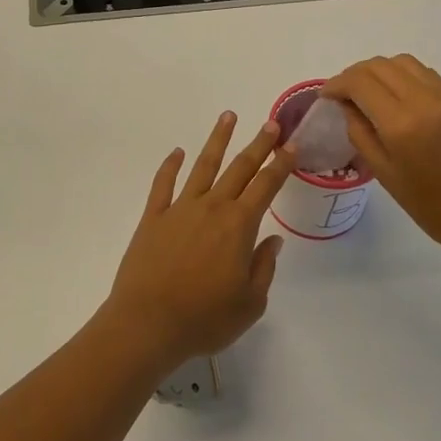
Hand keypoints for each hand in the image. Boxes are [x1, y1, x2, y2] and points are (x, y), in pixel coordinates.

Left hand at [103, 111, 295, 372]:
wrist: (147, 323)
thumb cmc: (204, 318)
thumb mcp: (250, 303)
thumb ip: (263, 267)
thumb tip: (272, 240)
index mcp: (239, 226)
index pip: (266, 186)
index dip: (281, 165)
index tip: (292, 146)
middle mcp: (211, 208)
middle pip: (239, 168)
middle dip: (258, 144)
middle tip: (271, 123)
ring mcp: (180, 209)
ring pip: (203, 166)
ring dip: (217, 140)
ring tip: (228, 116)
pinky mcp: (153, 217)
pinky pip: (163, 184)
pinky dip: (170, 166)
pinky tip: (177, 152)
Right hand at [323, 55, 440, 272]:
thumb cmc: (436, 210)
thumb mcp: (387, 177)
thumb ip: (361, 135)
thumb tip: (346, 107)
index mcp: (402, 124)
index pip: (360, 82)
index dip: (336, 84)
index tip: (324, 97)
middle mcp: (424, 100)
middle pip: (379, 66)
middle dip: (354, 75)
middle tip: (341, 96)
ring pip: (403, 63)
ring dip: (378, 71)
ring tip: (367, 94)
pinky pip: (424, 74)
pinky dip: (401, 75)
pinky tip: (395, 98)